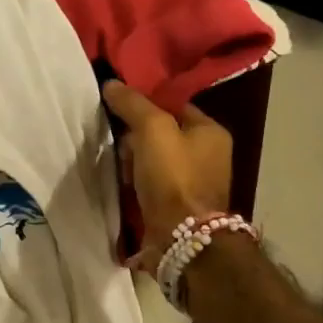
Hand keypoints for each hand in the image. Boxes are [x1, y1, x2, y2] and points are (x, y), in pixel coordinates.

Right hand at [102, 80, 232, 271]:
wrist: (181, 238)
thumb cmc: (173, 176)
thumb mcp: (152, 129)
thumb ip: (132, 104)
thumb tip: (111, 84)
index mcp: (211, 132)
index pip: (173, 106)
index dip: (144, 105)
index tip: (118, 110)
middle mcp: (208, 155)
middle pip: (161, 134)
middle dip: (135, 138)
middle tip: (118, 145)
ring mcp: (194, 183)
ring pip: (152, 160)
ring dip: (132, 163)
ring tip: (118, 169)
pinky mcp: (178, 206)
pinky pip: (151, 184)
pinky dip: (136, 183)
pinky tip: (122, 185)